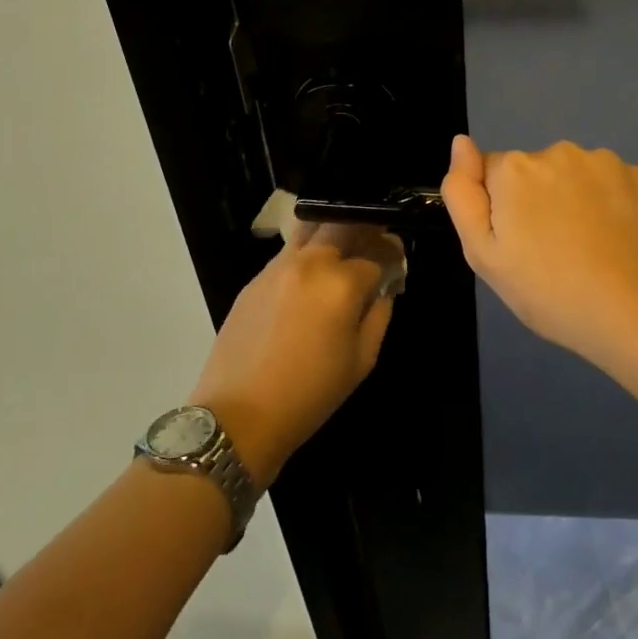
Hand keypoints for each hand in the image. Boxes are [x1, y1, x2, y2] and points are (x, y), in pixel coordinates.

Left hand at [187, 222, 401, 487]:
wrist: (240, 415)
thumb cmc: (310, 394)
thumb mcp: (361, 361)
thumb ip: (379, 315)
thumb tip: (384, 289)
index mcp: (341, 283)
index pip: (377, 252)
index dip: (392, 254)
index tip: (397, 259)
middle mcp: (311, 263)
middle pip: (344, 223)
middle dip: (365, 228)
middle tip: (373, 243)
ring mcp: (278, 266)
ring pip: (312, 228)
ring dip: (333, 232)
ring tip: (342, 252)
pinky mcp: (256, 278)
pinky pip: (289, 250)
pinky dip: (308, 251)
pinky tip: (312, 276)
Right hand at [442, 136, 637, 369]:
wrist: (637, 314)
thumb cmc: (550, 292)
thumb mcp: (484, 256)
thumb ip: (463, 193)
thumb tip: (461, 142)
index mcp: (514, 169)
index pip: (491, 174)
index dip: (500, 210)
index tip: (518, 245)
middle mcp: (558, 150)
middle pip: (532, 171)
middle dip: (535, 200)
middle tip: (550, 252)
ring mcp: (604, 161)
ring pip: (572, 175)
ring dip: (572, 199)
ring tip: (586, 249)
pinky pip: (608, 183)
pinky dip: (608, 203)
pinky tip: (616, 240)